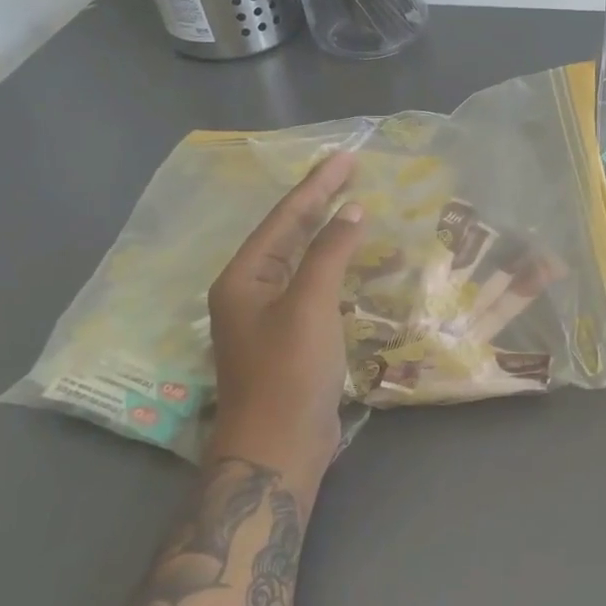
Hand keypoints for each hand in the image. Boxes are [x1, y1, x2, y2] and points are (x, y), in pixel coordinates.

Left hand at [206, 150, 365, 494]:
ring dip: (332, 234)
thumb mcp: (310, 305)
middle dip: (321, 202)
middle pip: (290, 233)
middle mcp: (252, 290)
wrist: (278, 447)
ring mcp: (271, 315)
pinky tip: (361, 263)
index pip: (285, 217)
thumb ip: (329, 252)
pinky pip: (316, 287)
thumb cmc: (289, 372)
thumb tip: (352, 210)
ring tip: (362, 209)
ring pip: (304, 260)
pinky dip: (339, 268)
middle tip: (352, 171)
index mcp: (243, 277)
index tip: (346, 157)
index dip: (317, 186)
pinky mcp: (292, 336)